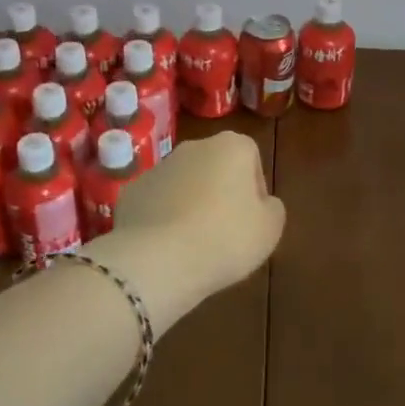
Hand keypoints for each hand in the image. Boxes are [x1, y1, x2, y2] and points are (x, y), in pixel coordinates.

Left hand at [96, 132, 285, 329]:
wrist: (158, 259)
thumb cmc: (225, 238)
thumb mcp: (270, 229)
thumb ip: (272, 208)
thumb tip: (262, 203)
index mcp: (232, 146)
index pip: (251, 158)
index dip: (255, 189)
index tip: (252, 218)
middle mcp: (194, 147)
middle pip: (215, 167)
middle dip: (221, 192)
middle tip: (226, 231)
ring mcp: (158, 167)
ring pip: (184, 183)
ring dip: (191, 204)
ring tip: (195, 243)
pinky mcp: (132, 191)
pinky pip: (157, 202)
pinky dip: (163, 218)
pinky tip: (167, 246)